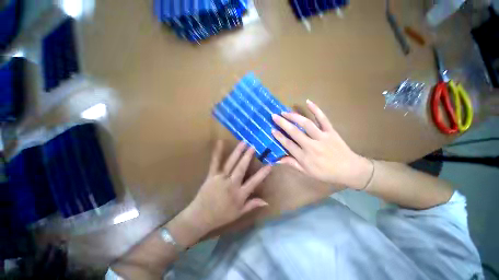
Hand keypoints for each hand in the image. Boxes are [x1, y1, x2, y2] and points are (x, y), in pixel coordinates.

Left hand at [181, 141, 271, 236]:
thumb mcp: (239, 213)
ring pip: (231, 163)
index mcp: (240, 194)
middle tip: (254, 146)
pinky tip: (220, 142)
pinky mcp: (211, 176)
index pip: (254, 181)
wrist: (202, 215)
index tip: (270, 164)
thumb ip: (252, 205)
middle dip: (248, 157)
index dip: (263, 173)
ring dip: (237, 152)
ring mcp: (220, 178)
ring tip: (244, 142)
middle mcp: (231, 184)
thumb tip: (267, 201)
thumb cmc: (221, 216)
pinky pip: (214, 163)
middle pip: (241, 168)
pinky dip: (217, 152)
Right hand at [271, 100, 372, 189]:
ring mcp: (322, 137)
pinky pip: (323, 118)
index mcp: (305, 157)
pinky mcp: (330, 131)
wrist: (347, 169)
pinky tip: (308, 102)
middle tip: (274, 116)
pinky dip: (316, 109)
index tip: (271, 129)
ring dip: (294, 116)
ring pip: (306, 124)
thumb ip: (293, 164)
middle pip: (294, 132)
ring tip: (285, 111)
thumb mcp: (308, 172)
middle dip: (283, 123)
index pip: (288, 145)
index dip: (279, 137)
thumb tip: (278, 160)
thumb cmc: (327, 173)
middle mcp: (311, 146)